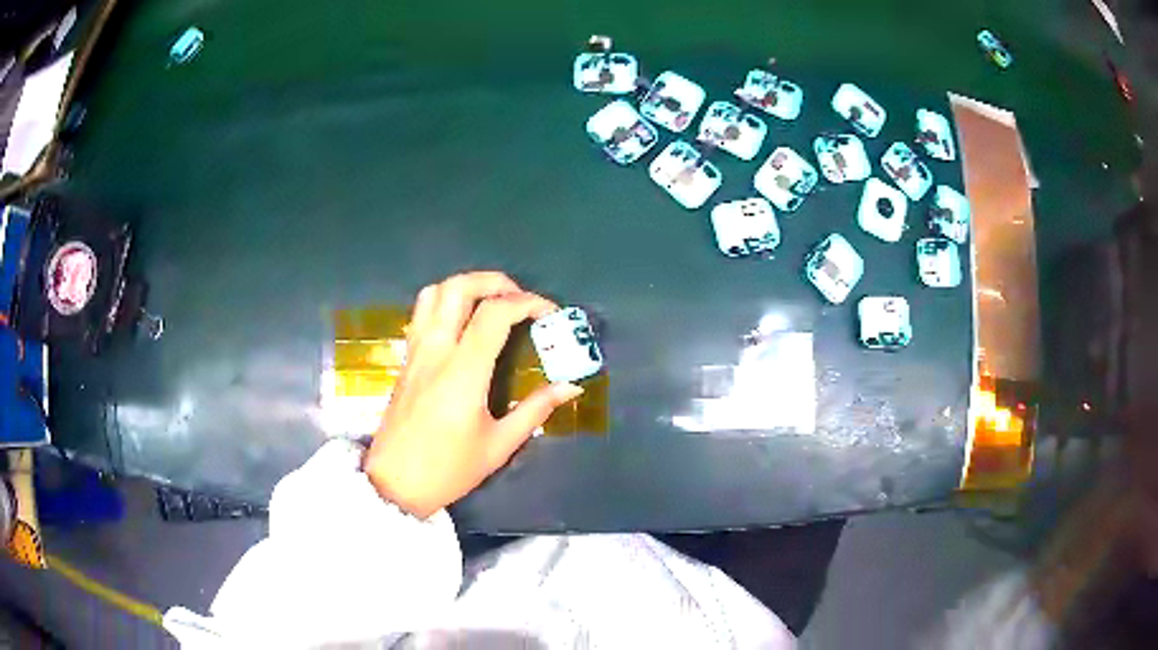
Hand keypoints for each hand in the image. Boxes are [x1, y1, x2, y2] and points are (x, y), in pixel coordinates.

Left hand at [363, 272, 583, 517]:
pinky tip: (463, 324)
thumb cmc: (449, 469)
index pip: (495, 313)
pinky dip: (446, 302)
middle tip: (520, 299)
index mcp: (463, 371)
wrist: (394, 484)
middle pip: (459, 288)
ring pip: (434, 293)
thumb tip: (571, 387)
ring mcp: (415, 352)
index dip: (528, 303)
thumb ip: (536, 409)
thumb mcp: (499, 445)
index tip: (550, 313)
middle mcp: (436, 351)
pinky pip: (422, 313)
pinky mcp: (405, 360)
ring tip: (491, 303)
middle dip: (495, 281)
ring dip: (466, 286)